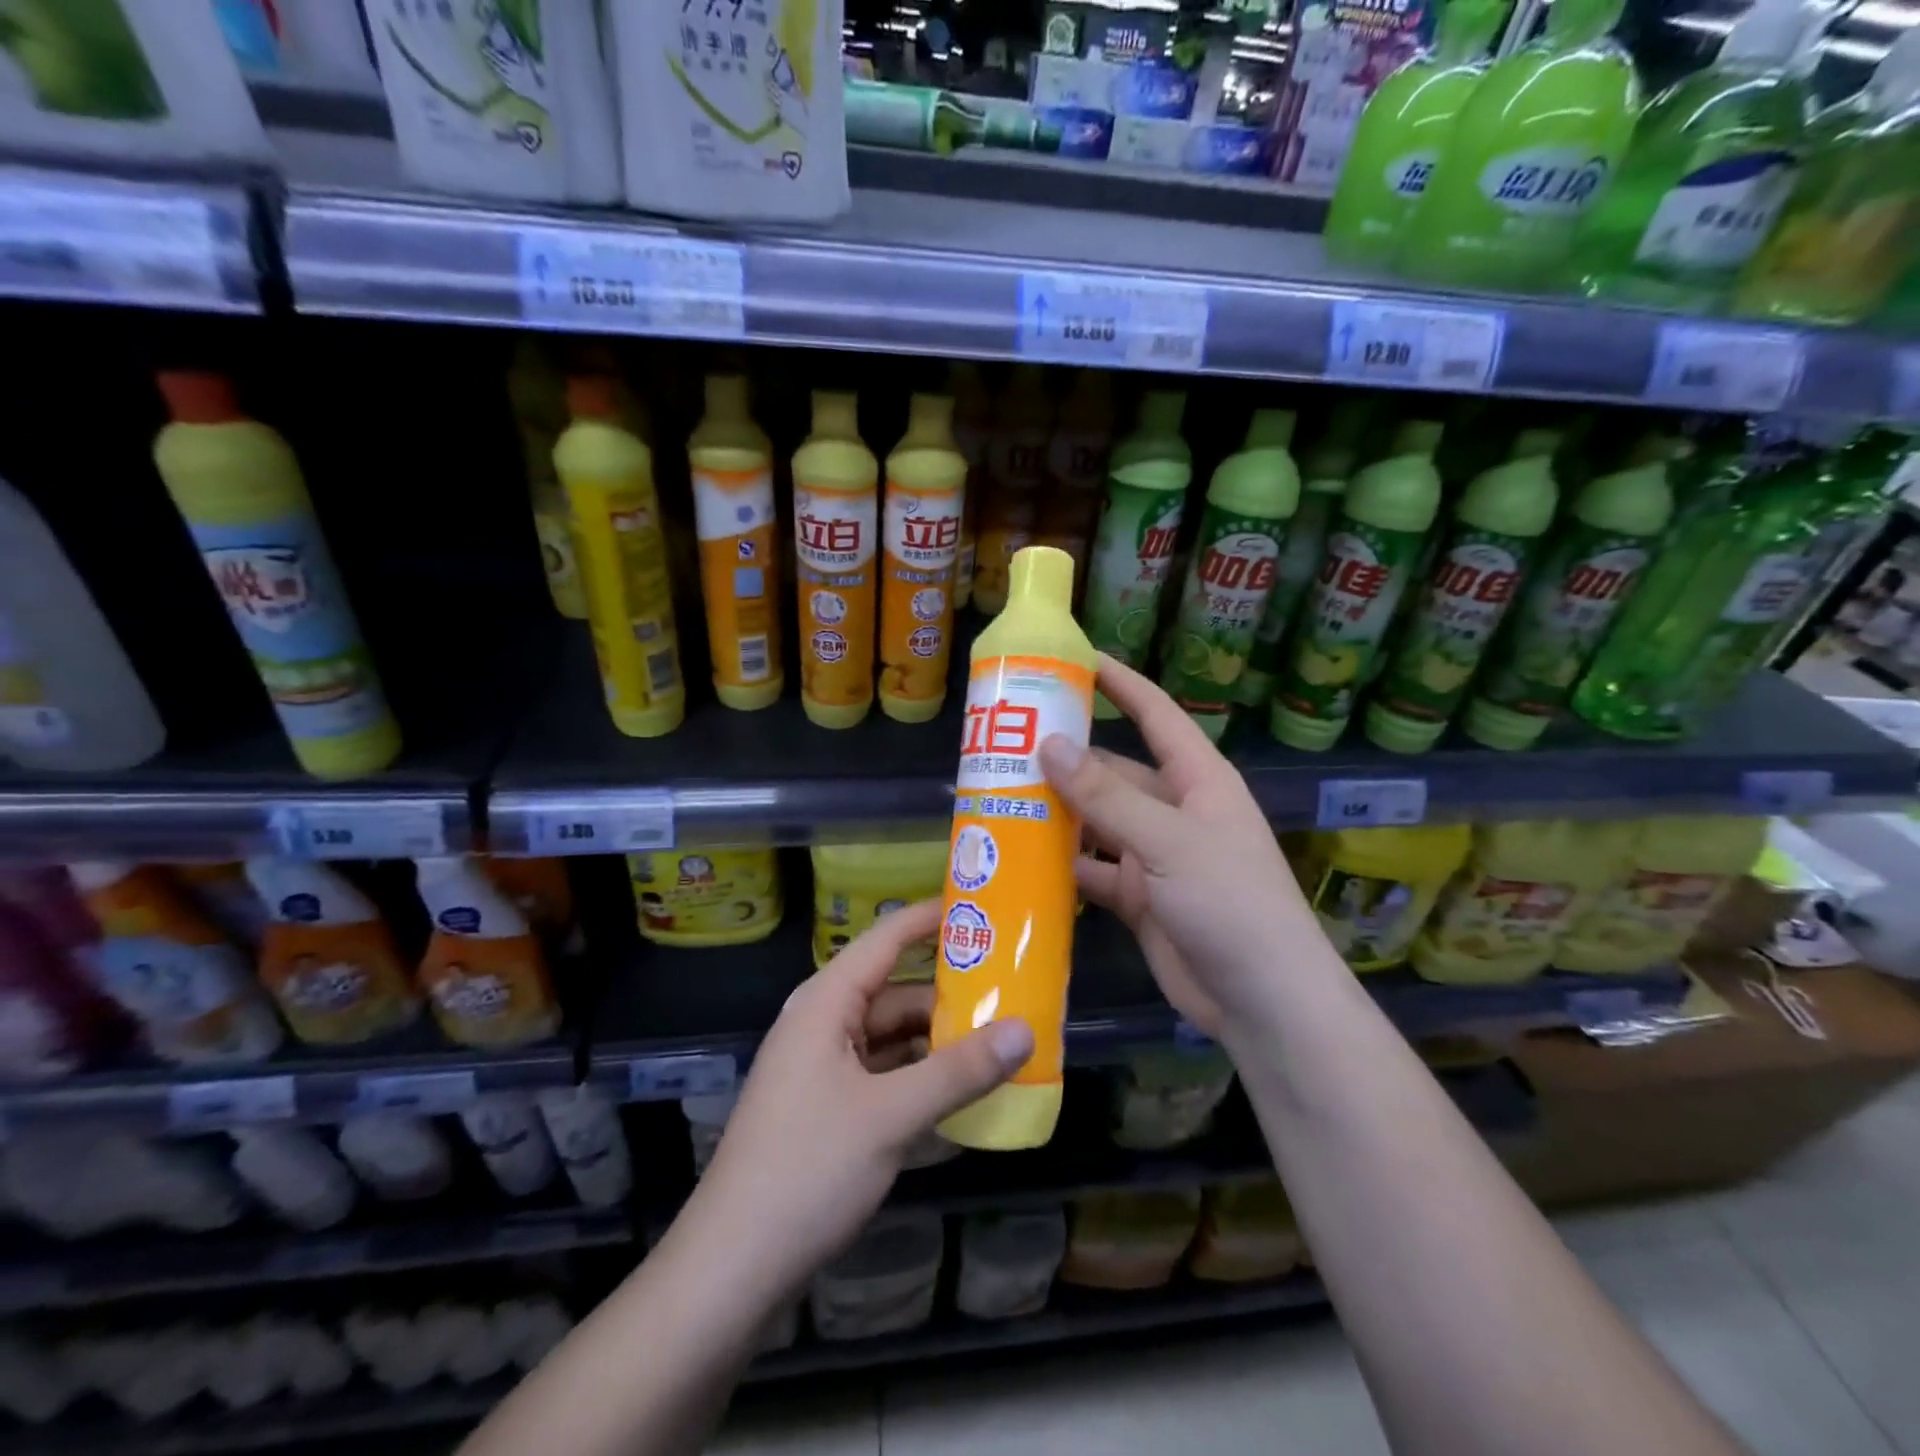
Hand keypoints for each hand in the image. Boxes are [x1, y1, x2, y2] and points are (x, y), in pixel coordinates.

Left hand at [694, 899, 1032, 1294]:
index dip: (930, 919)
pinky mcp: (827, 1107)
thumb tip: (1025, 1030)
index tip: (983, 908)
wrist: (732, 1267)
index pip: (886, 939)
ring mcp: (823, 1067)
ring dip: (939, 1042)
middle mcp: (823, 1024)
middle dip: (950, 996)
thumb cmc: (808, 1168)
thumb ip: (960, 1071)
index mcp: (826, 1003)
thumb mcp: (892, 1116)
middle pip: (895, 993)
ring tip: (1000, 1044)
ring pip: (892, 1038)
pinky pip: (884, 1074)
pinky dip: (920, 1078)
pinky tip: (962, 1094)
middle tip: (1012, 993)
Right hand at [1039, 654, 1316, 1037]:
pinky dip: (1061, 866)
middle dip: (1066, 759)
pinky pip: (1091, 870)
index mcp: (1197, 780)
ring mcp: (1153, 855)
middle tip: (1006, 745)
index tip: (1076, 660)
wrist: (1262, 1001)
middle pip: (1113, 771)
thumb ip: (1107, 796)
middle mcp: (1173, 811)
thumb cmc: (1230, 902)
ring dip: (1056, 813)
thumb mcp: (1168, 841)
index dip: (1120, 684)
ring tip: (999, 796)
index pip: (1156, 715)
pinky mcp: (1137, 896)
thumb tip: (1050, 744)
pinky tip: (1019, 858)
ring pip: (1096, 822)